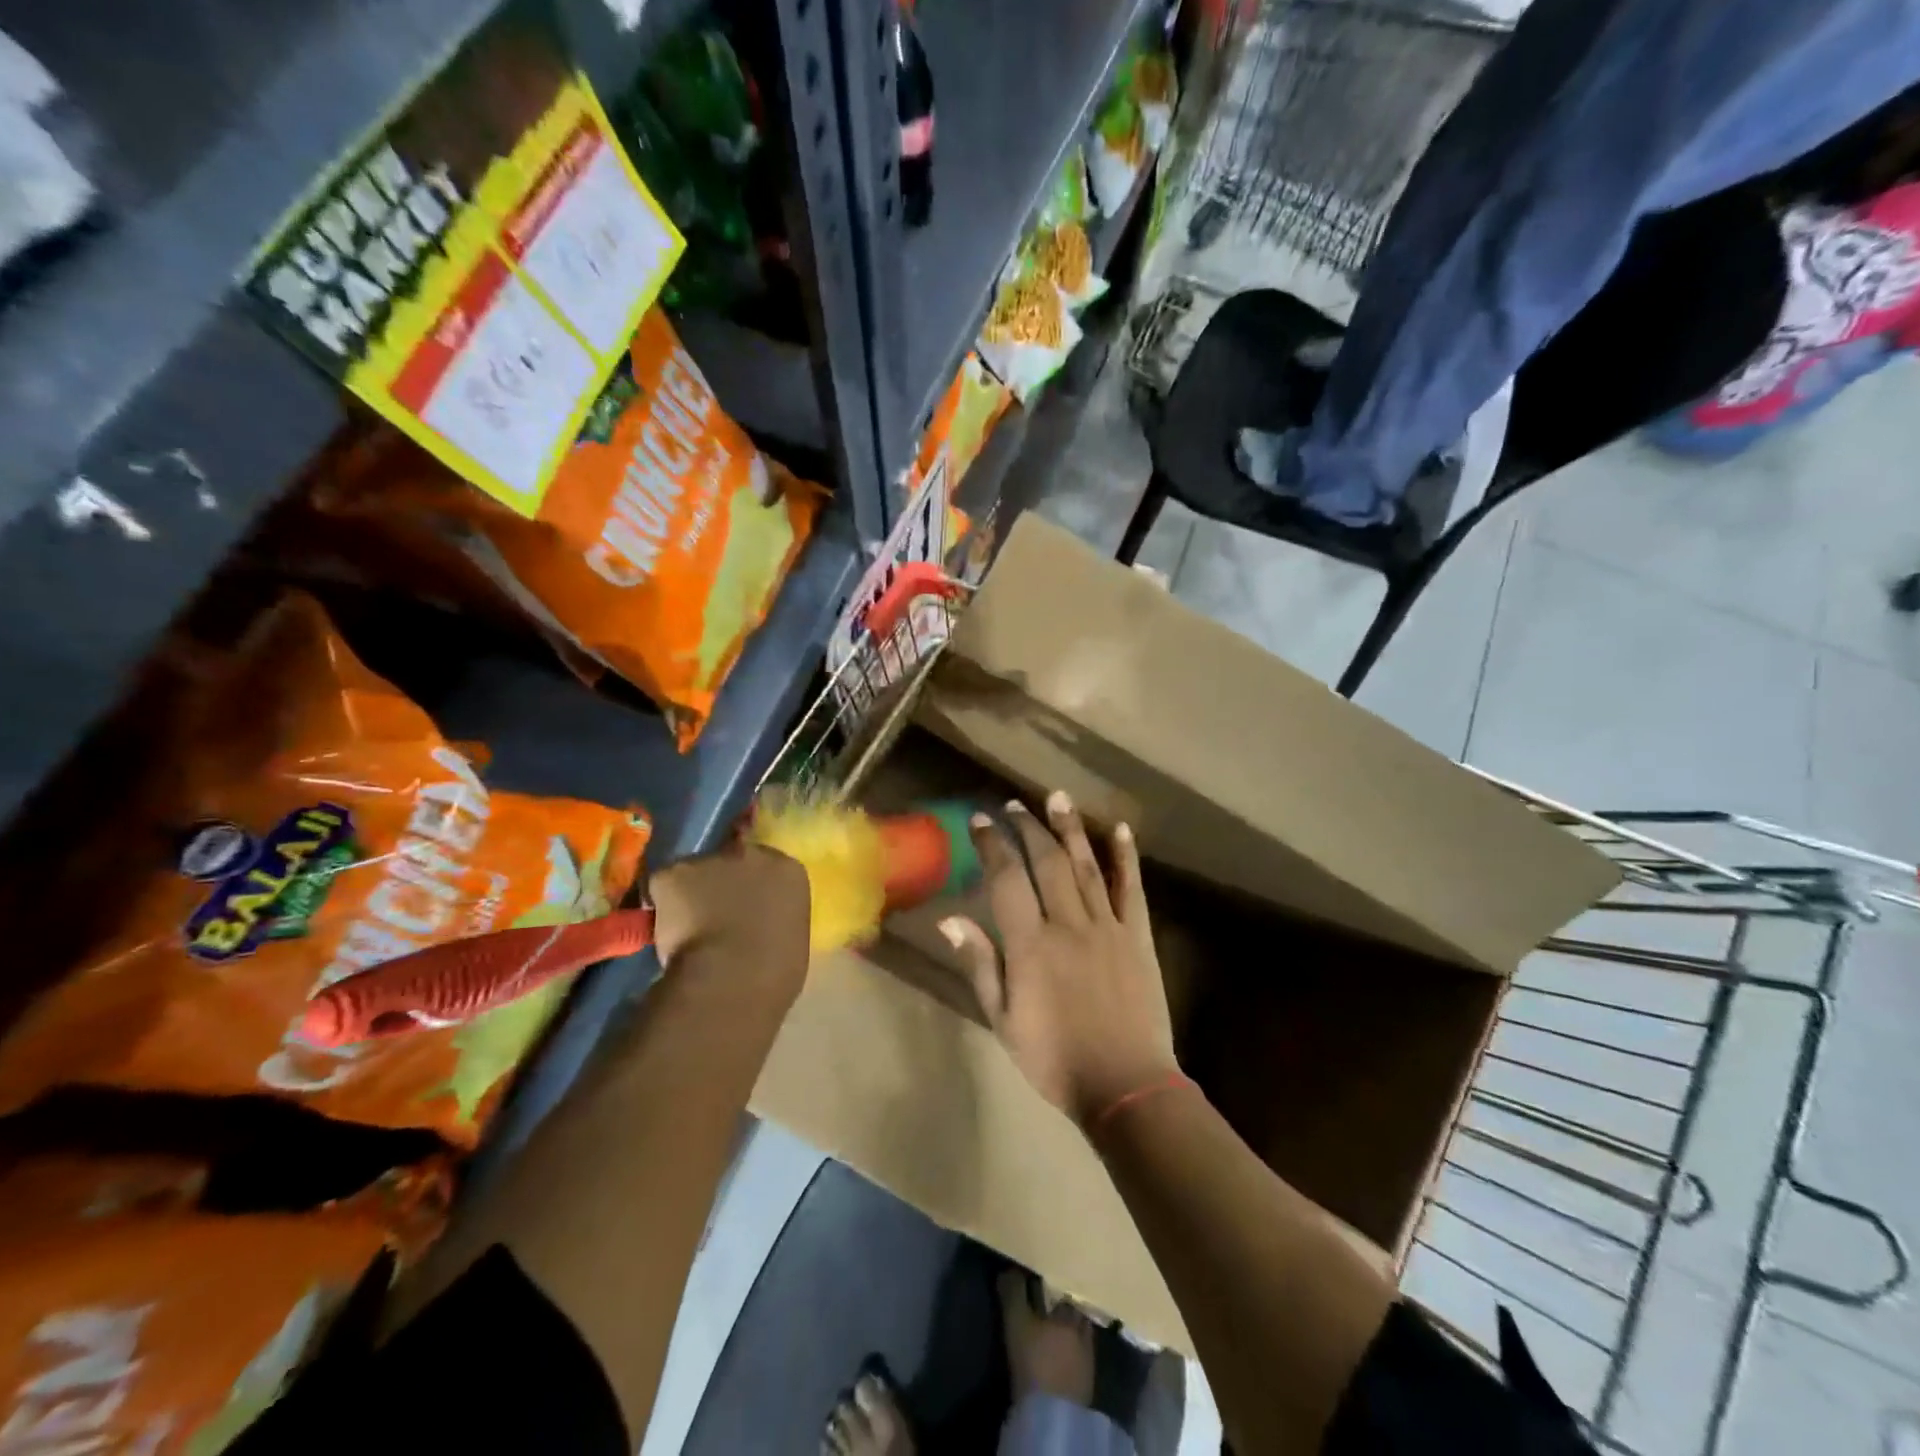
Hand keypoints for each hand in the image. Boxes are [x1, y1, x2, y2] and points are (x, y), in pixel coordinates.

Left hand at [648, 841, 810, 1000]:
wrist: (732, 980)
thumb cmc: (774, 971)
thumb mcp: (790, 937)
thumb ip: (775, 916)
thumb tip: (758, 922)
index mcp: (788, 870)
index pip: (768, 866)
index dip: (752, 886)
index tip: (745, 907)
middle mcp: (752, 854)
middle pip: (731, 860)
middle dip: (722, 881)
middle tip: (714, 914)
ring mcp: (711, 859)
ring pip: (694, 873)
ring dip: (690, 894)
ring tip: (687, 930)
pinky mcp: (673, 872)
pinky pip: (662, 887)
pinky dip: (660, 907)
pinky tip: (666, 934)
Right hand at [941, 792, 1177, 1131]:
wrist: (1125, 1086)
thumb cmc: (1054, 1059)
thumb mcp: (1003, 1020)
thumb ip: (980, 964)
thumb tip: (950, 919)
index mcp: (1030, 945)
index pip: (1007, 880)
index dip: (992, 846)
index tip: (980, 821)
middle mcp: (1068, 924)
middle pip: (1046, 862)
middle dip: (1027, 828)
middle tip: (1014, 805)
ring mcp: (1106, 926)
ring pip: (1085, 866)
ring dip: (1070, 829)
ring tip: (1057, 797)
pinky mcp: (1136, 936)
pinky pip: (1131, 888)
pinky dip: (1125, 857)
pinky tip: (1120, 830)